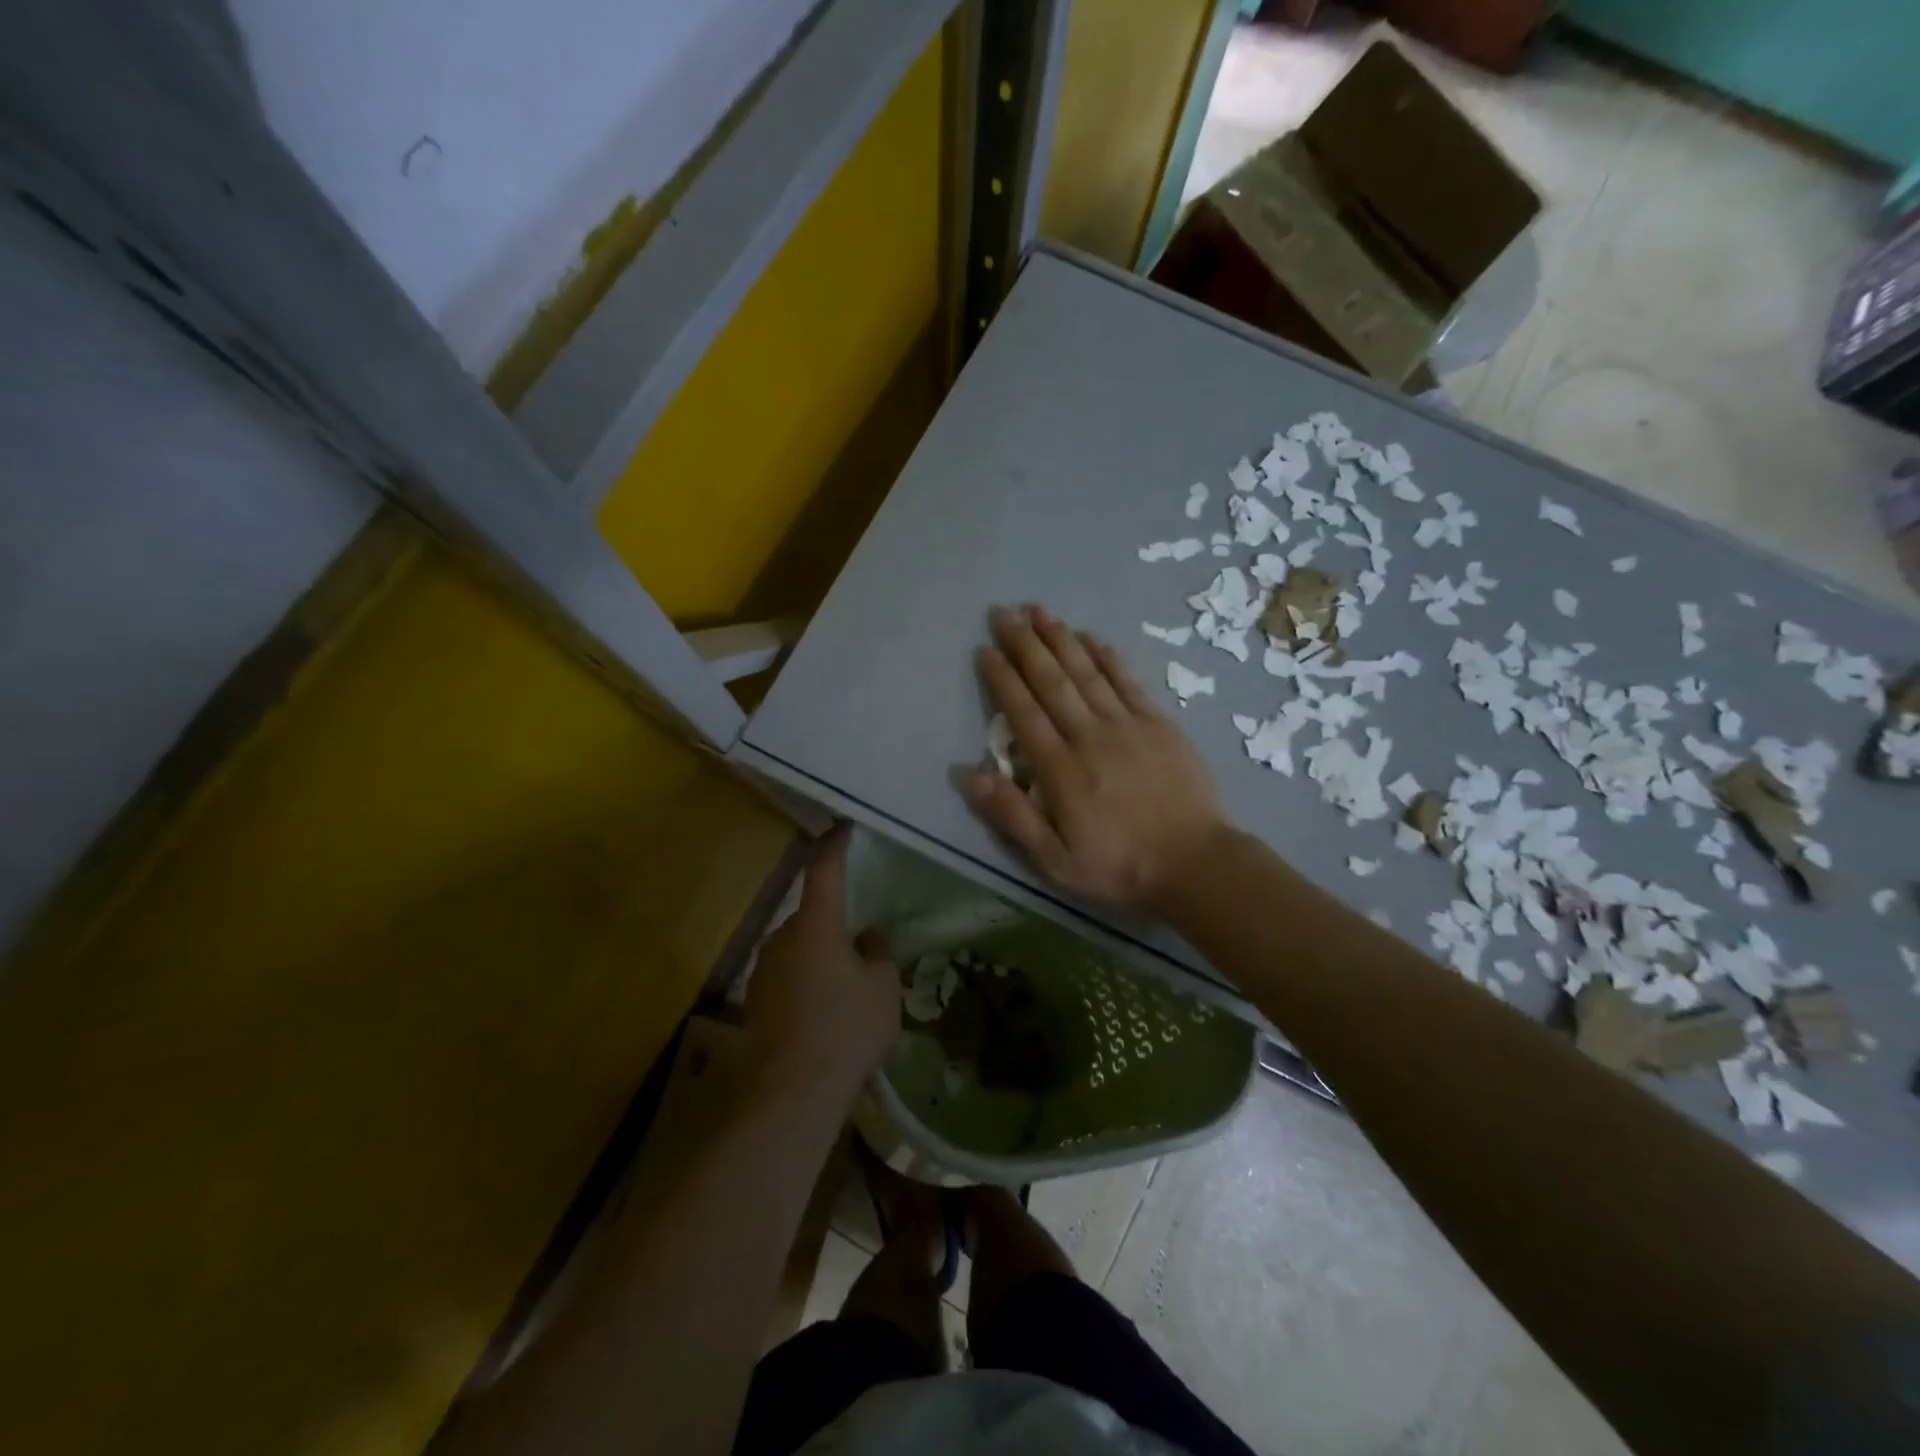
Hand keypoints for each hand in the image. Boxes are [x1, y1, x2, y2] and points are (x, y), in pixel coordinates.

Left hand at [744, 826, 900, 1100]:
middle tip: (862, 951)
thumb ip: (878, 953)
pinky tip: (823, 1016)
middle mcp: (783, 937)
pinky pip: (788, 977)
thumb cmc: (846, 1028)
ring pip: (799, 949)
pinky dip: (806, 984)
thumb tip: (866, 939)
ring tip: (846, 993)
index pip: (824, 871)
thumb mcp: (883, 987)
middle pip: (813, 916)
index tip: (843, 828)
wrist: (792, 1091)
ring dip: (820, 958)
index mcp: (816, 924)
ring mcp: (763, 969)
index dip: (835, 846)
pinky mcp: (755, 1001)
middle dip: (835, 925)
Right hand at [967, 605, 1231, 913]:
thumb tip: (971, 775)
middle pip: (1051, 682)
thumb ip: (1012, 816)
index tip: (985, 650)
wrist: (1196, 863)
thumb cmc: (1120, 866)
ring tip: (1039, 611)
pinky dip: (1108, 657)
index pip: (1023, 712)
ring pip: (1086, 673)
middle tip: (1005, 614)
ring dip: (1061, 640)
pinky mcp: (1158, 724)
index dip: (1002, 679)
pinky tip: (1092, 638)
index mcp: (1060, 769)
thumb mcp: (1055, 860)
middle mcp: (1089, 736)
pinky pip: (1128, 682)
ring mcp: (1127, 725)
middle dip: (1025, 645)